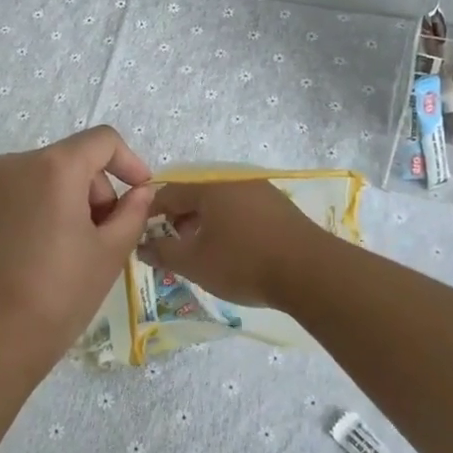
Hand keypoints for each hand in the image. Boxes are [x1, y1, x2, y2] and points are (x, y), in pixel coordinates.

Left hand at [0, 126, 155, 362]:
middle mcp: (18, 164)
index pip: (103, 140)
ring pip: (47, 176)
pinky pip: (22, 193)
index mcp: (54, 167)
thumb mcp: (110, 252)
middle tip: (106, 236)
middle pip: (74, 159)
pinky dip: (43, 209)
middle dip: (98, 190)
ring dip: (72, 201)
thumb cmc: (59, 293)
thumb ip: (133, 212)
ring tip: (76, 250)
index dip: (130, 162)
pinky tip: (45, 253)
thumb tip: (142, 191)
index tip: (141, 193)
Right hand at [140, 179, 328, 307]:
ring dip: (205, 223)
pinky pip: (242, 209)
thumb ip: (163, 252)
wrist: (311, 271)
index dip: (151, 213)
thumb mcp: (195, 263)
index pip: (168, 192)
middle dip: (179, 219)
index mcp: (208, 187)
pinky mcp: (280, 207)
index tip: (144, 234)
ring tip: (201, 250)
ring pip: (220, 202)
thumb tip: (142, 245)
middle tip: (173, 246)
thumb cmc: (244, 263)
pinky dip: (228, 224)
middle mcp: (233, 180)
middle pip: (195, 195)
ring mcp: (260, 190)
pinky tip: (232, 249)